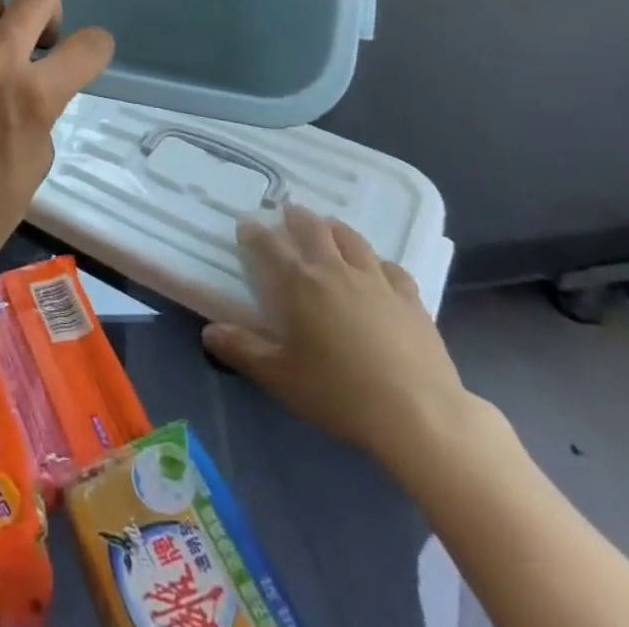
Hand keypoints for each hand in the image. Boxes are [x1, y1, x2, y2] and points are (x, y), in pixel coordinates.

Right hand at [202, 206, 471, 465]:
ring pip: (351, 239)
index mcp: (298, 282)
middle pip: (312, 228)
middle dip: (296, 217)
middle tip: (288, 213)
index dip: (254, 232)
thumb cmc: (339, 393)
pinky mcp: (410, 298)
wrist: (418, 414)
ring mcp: (375, 280)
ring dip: (335, 228)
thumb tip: (210, 331)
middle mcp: (334, 269)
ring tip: (328, 228)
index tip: (246, 225)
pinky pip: (391, 267)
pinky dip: (377, 262)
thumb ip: (243, 350)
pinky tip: (377, 269)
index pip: (268, 244)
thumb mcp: (281, 377)